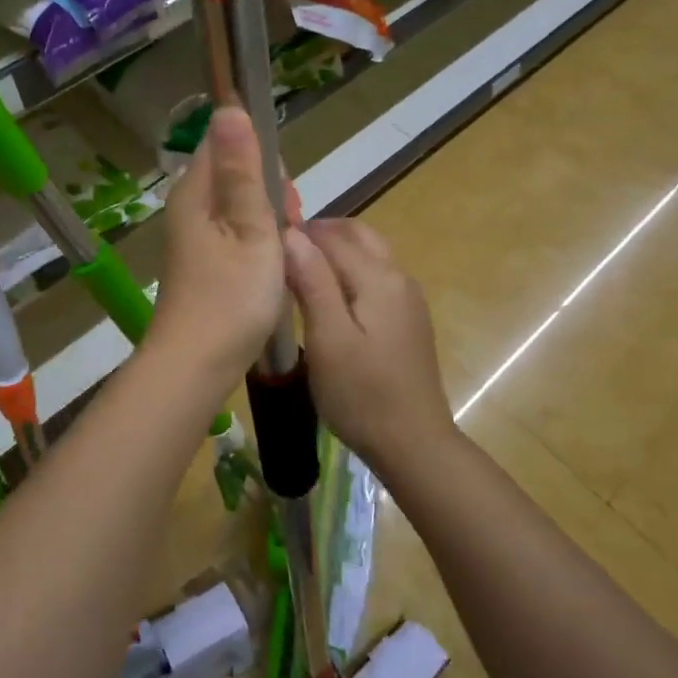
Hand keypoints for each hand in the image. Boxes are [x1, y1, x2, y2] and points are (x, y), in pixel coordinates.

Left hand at [150, 107, 289, 382]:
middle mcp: (188, 207)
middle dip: (270, 192)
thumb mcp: (250, 227)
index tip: (283, 195)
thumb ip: (243, 169)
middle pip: (234, 173)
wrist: (197, 364)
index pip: (225, 141)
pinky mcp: (201, 260)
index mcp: (194, 191)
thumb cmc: (231, 296)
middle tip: (287, 228)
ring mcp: (192, 236)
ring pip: (238, 205)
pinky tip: (269, 268)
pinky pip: (234, 232)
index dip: (261, 158)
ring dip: (267, 220)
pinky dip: (256, 241)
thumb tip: (228, 105)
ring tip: (282, 252)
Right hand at [284, 219, 453, 470]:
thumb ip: (312, 281)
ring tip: (297, 269)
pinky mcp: (407, 319)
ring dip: (334, 250)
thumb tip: (292, 233)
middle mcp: (399, 277)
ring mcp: (408, 298)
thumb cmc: (361, 394)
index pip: (332, 236)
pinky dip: (348, 270)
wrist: (413, 443)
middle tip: (281, 251)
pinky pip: (375, 276)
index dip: (297, 233)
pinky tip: (327, 295)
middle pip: (357, 235)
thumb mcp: (328, 338)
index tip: (264, 244)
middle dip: (319, 233)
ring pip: (368, 254)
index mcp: (379, 277)